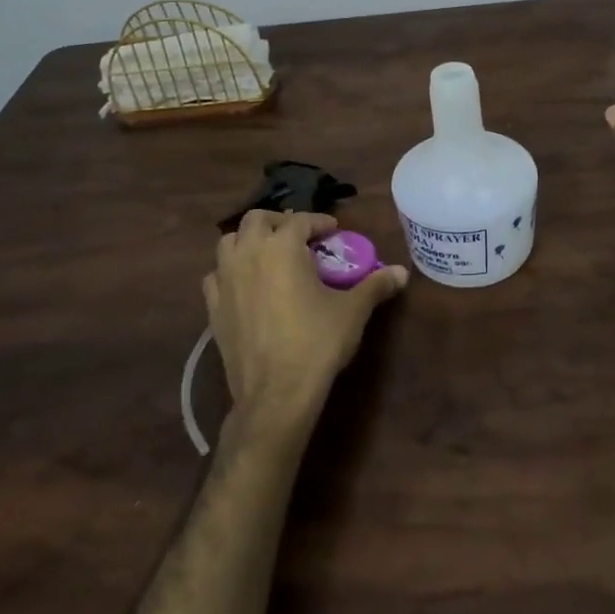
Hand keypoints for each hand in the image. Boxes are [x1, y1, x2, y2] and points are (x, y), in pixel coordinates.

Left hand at [205, 211, 408, 438]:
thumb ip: (375, 285)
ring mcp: (225, 280)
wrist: (276, 393)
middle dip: (279, 222)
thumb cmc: (317, 343)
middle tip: (299, 237)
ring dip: (249, 241)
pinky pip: (216, 276)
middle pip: (257, 220)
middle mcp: (249, 254)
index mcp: (282, 246)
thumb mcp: (353, 311)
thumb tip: (402, 272)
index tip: (333, 230)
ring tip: (269, 254)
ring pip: (229, 242)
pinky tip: (244, 285)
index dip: (319, 222)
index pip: (300, 220)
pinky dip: (229, 272)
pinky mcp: (212, 307)